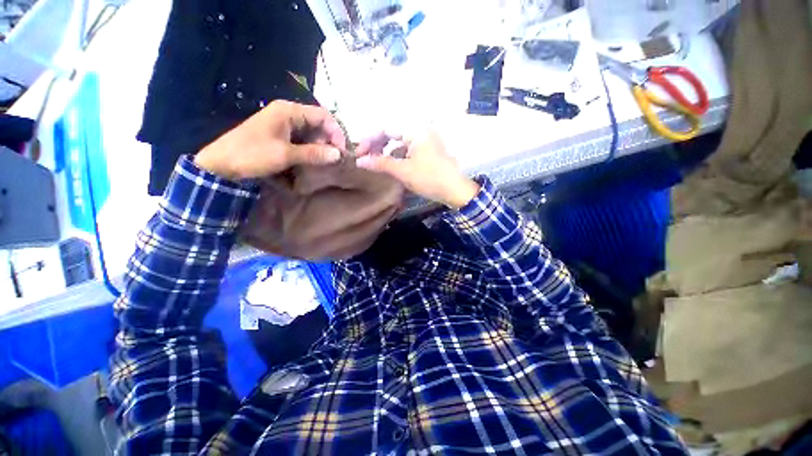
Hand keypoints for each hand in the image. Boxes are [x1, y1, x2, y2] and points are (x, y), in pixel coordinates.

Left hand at [194, 101, 345, 179]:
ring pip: (311, 132)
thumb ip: (314, 153)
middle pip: (319, 123)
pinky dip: (310, 149)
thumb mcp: (285, 154)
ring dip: (320, 146)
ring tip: (324, 162)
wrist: (222, 163)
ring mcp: (283, 124)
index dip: (336, 132)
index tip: (341, 151)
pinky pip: (302, 139)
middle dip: (329, 141)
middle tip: (333, 159)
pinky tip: (312, 160)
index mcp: (289, 111)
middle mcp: (288, 113)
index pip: (323, 115)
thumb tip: (338, 155)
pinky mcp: (280, 135)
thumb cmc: (252, 154)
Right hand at [355, 131, 479, 208]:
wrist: (455, 190)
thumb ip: (381, 163)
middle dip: (377, 145)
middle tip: (365, 158)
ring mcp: (424, 141)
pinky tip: (391, 166)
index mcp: (414, 130)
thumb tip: (359, 161)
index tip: (358, 154)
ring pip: (399, 142)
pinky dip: (397, 156)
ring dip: (386, 151)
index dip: (369, 140)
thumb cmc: (430, 178)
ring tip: (376, 163)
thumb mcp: (403, 171)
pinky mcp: (427, 151)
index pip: (385, 128)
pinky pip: (407, 149)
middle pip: (392, 133)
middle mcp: (420, 131)